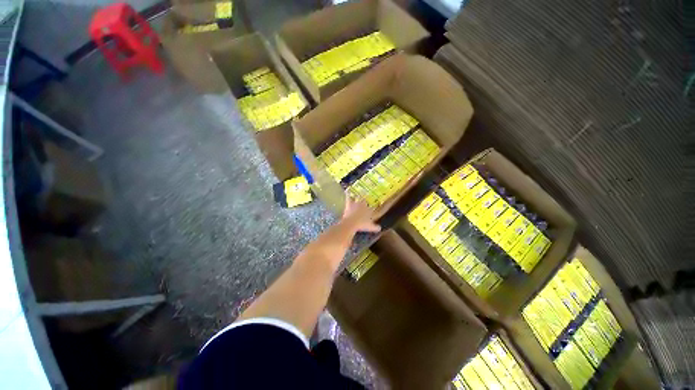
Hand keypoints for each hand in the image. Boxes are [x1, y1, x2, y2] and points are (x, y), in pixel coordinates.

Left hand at [342, 195, 380, 232]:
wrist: (351, 223)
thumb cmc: (362, 224)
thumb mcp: (370, 227)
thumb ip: (375, 227)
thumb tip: (379, 228)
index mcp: (369, 210)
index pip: (372, 207)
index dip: (372, 207)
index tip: (372, 206)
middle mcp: (363, 205)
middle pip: (365, 201)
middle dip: (365, 200)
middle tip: (365, 199)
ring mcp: (356, 204)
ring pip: (358, 198)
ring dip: (357, 196)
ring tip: (358, 194)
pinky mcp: (349, 204)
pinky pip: (348, 197)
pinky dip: (348, 194)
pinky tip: (347, 191)